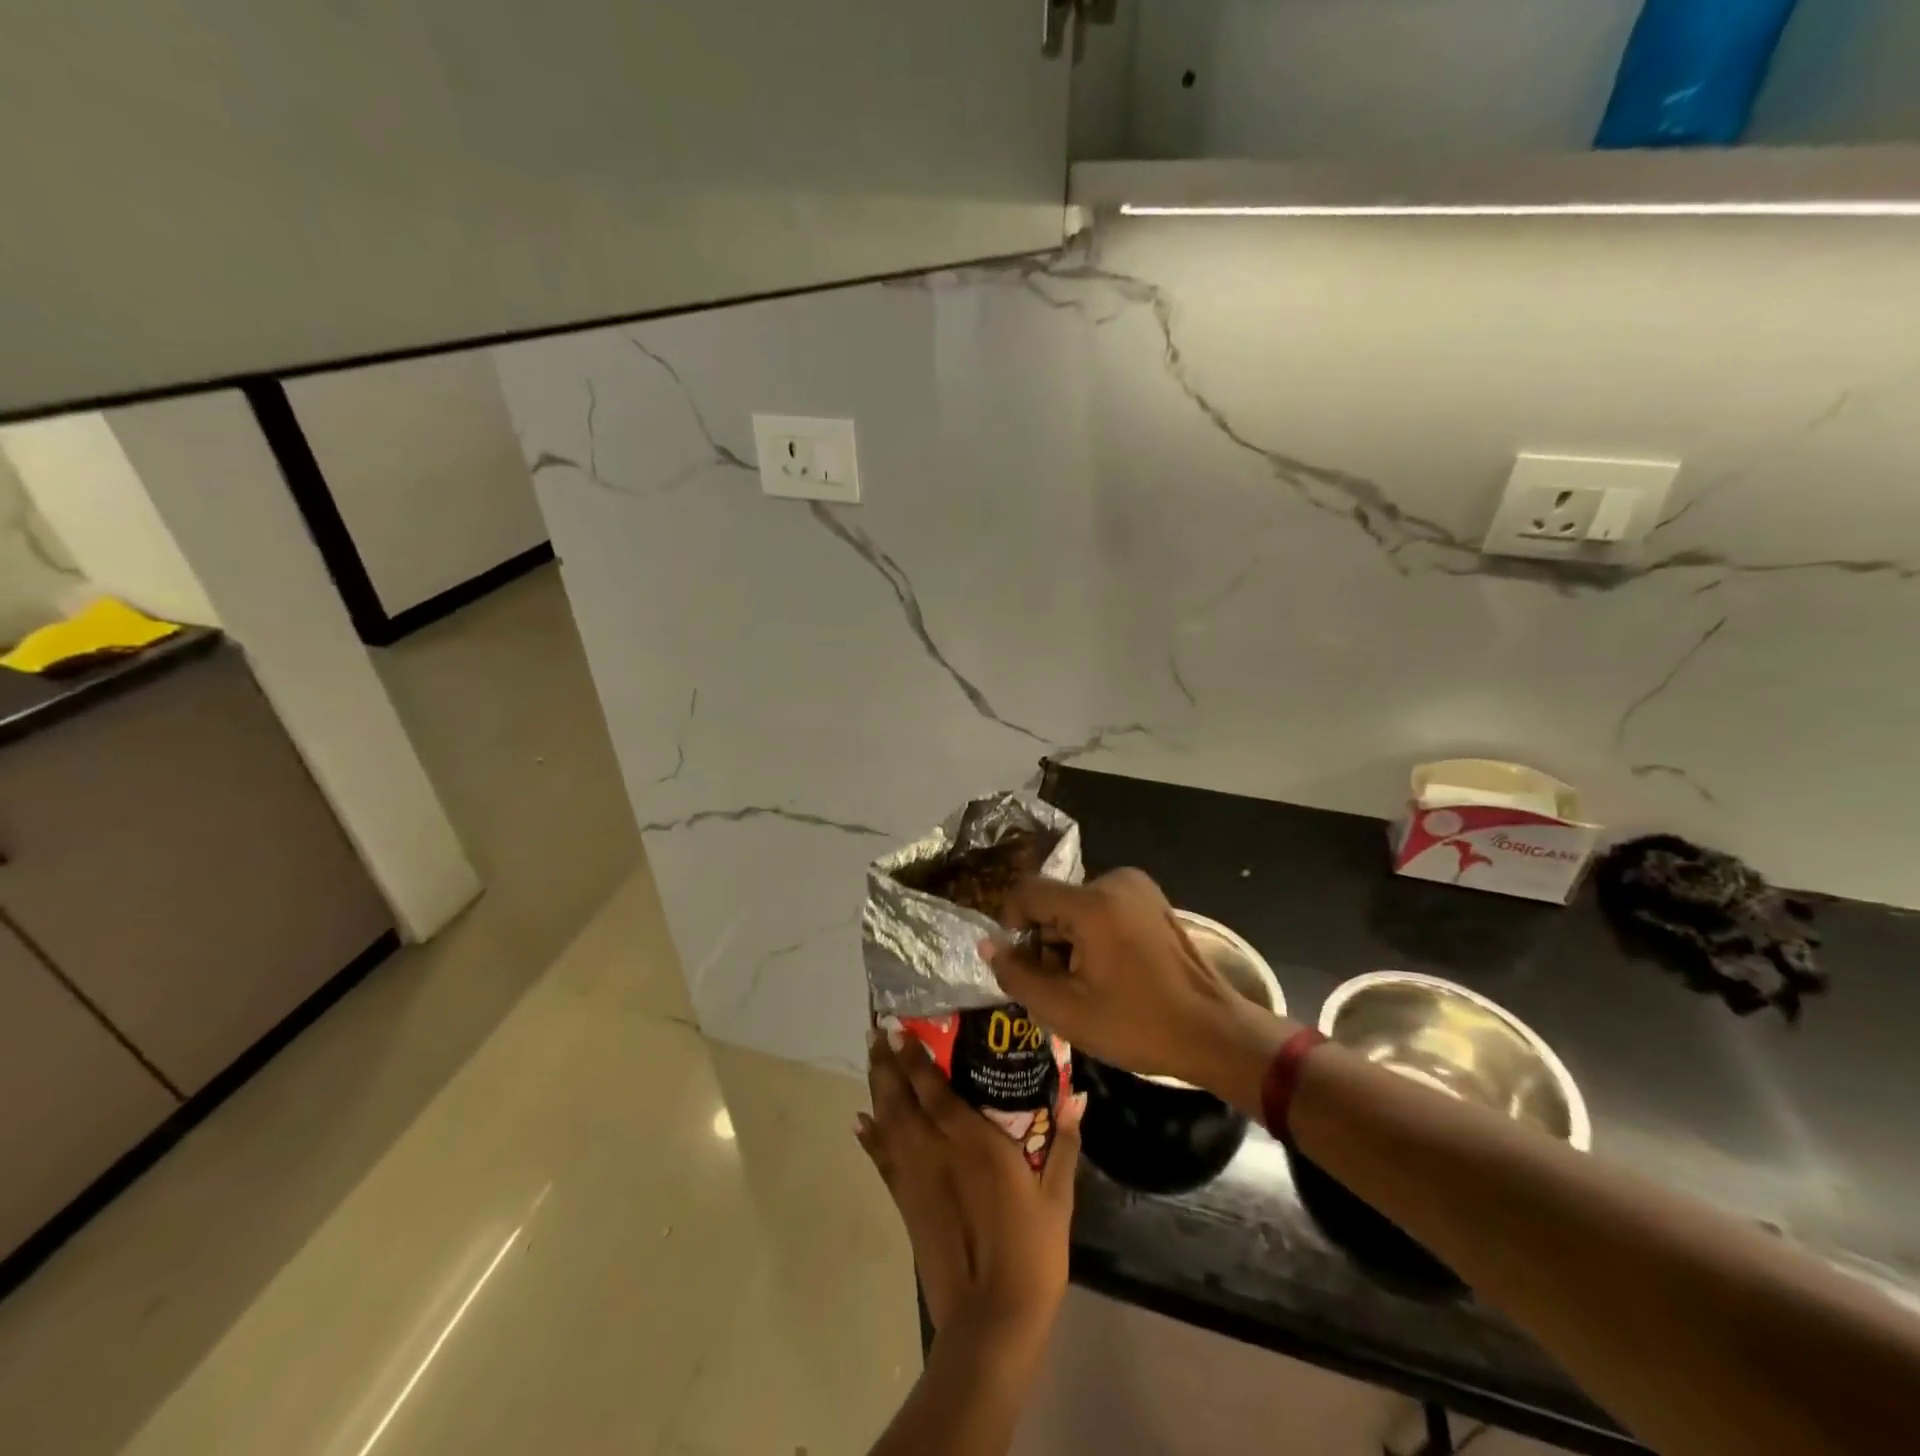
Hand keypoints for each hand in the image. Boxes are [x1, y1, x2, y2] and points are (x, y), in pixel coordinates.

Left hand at [856, 1028, 1083, 1351]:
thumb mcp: (1057, 1196)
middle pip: (900, 1097)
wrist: (991, 1321)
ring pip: (887, 1121)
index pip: (932, 1087)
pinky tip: (861, 1121)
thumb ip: (1064, 1141)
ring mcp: (915, 1177)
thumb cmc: (1031, 1253)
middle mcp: (935, 1149)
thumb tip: (1078, 1094)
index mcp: (972, 1141)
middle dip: (886, 1063)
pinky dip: (870, 1138)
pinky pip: (881, 1160)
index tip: (899, 1028)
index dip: (913, 1056)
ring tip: (871, 1061)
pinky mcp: (906, 1204)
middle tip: (876, 1033)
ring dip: (876, 1089)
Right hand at [982, 868, 1297, 1113]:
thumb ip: (1017, 975)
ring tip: (1086, 985)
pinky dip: (1093, 935)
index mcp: (1092, 903)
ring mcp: (1137, 887)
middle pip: (1053, 902)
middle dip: (1045, 941)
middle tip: (1058, 987)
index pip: (1026, 892)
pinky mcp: (1152, 898)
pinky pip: (1102, 908)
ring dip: (1068, 941)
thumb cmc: (1138, 1025)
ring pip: (1076, 906)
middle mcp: (1114, 881)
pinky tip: (1110, 972)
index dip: (1011, 925)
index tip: (1019, 965)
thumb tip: (989, 946)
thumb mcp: (1066, 1011)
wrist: (1214, 1032)